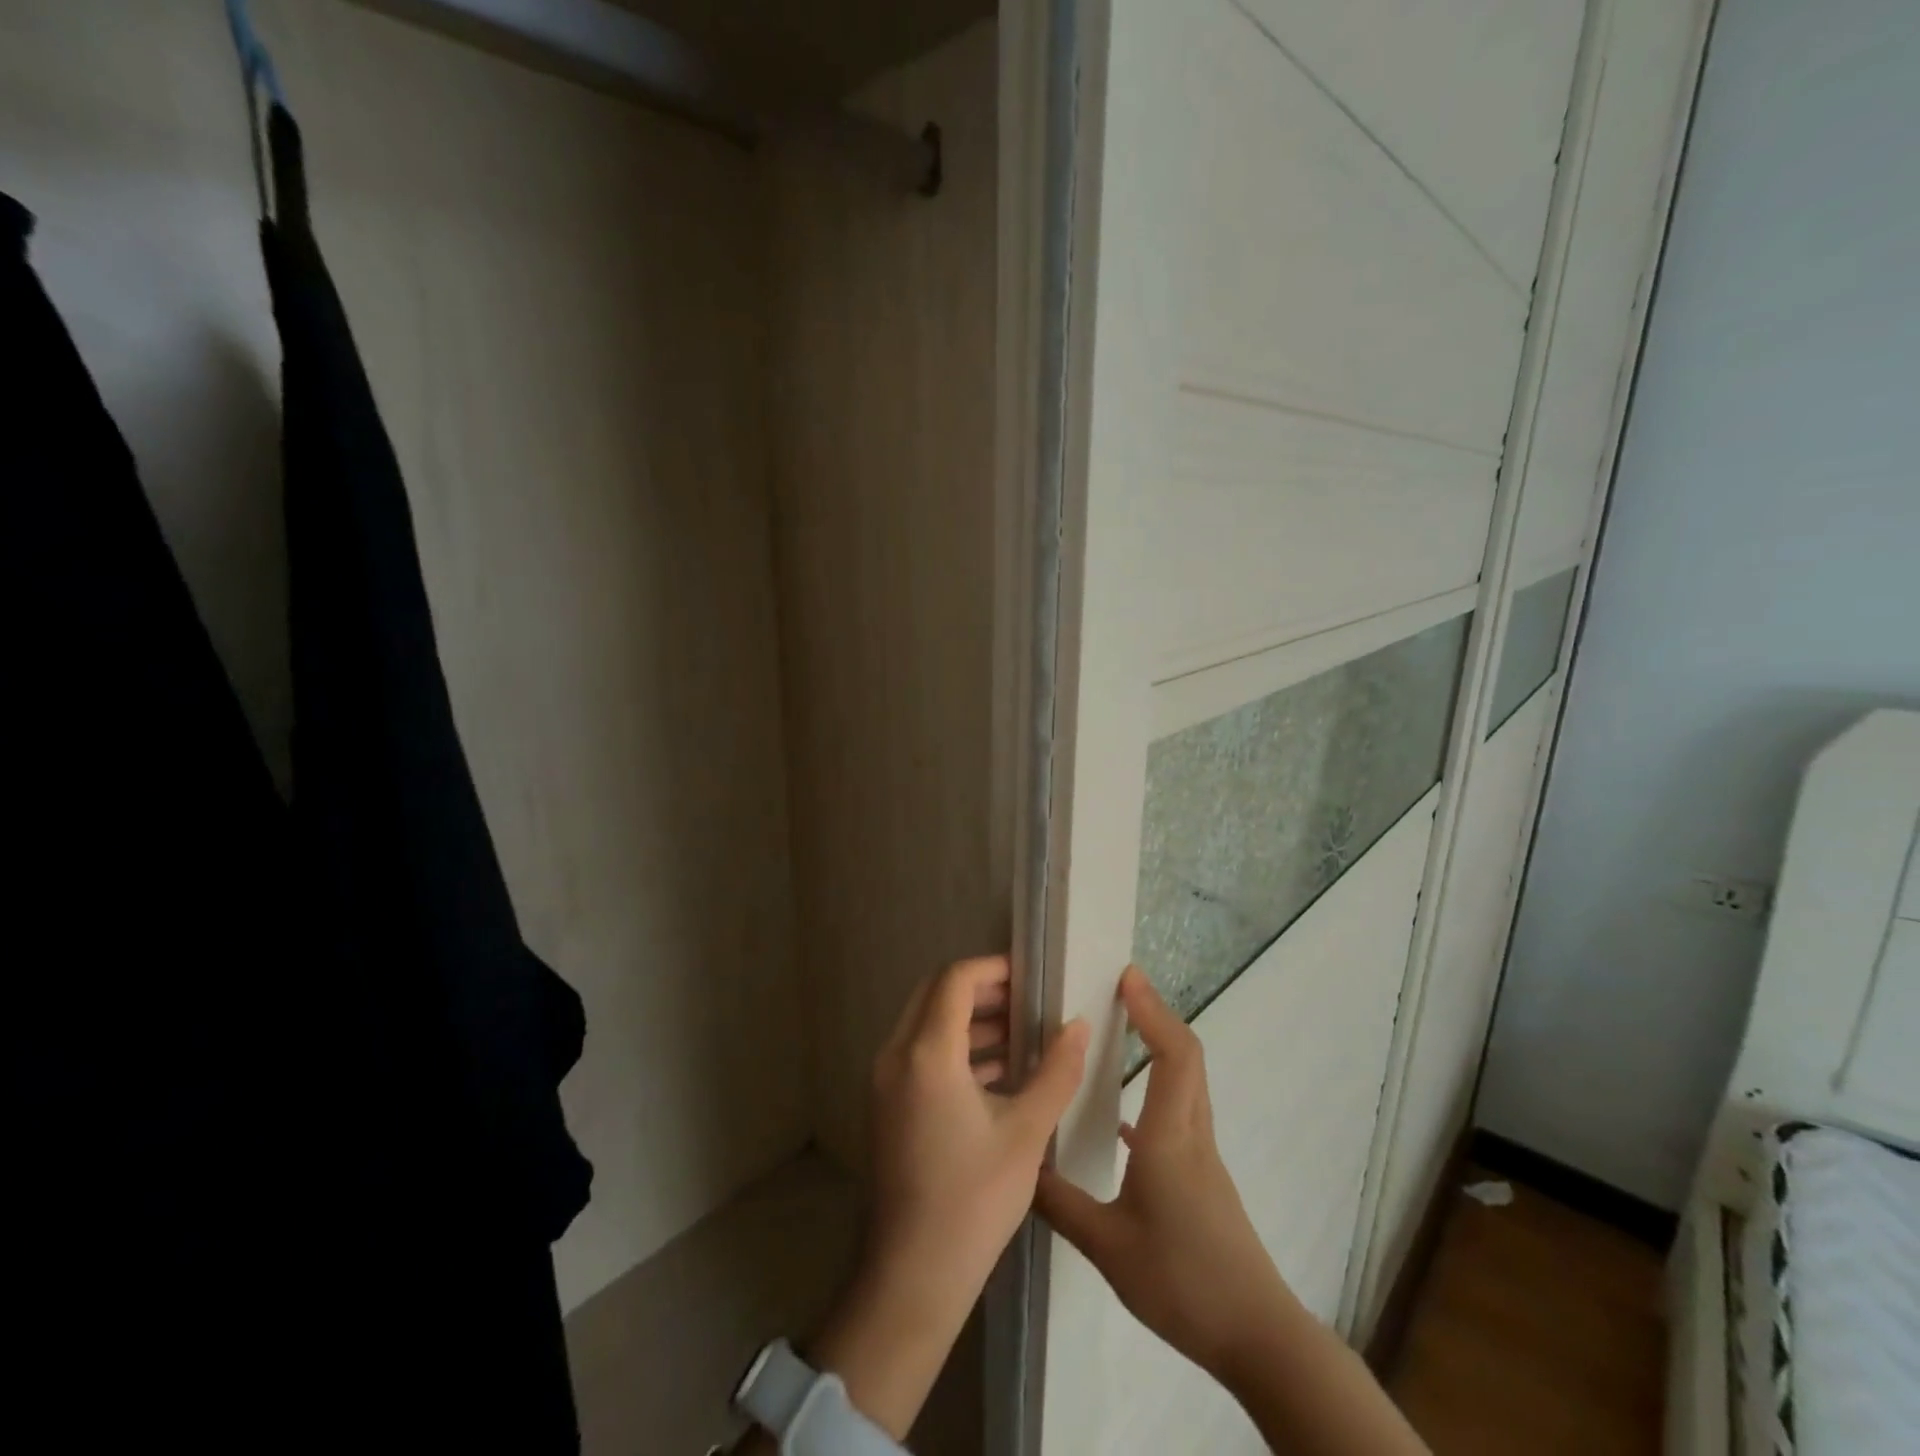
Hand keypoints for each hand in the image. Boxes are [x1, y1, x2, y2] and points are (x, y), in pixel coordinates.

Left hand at [805, 956, 1088, 1438]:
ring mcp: (885, 1081)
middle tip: (1027, 1001)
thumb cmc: (973, 1200)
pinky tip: (997, 1072)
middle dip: (982, 989)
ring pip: (926, 1023)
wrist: (911, 1275)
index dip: (993, 969)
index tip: (1031, 976)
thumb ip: (1056, 1071)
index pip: (955, 980)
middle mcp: (896, 1055)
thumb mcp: (1026, 1133)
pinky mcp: (887, 1104)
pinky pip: (920, 1053)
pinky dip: (955, 1048)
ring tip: (1020, 1034)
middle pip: (936, 994)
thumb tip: (1080, 1025)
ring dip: (970, 1019)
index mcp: (926, 1054)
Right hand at [1034, 966, 1290, 1386]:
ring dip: (1160, 1047)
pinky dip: (1157, 1090)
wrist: (1257, 1337)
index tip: (1127, 977)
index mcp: (1170, 1137)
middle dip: (1156, 1015)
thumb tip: (1020, 1166)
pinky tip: (1122, 1121)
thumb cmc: (1182, 1281)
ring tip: (1120, 1034)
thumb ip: (1060, 1203)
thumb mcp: (1108, 1247)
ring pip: (1187, 1082)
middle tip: (1120, 991)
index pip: (1173, 1053)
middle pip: (1187, 1056)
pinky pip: (1181, 1113)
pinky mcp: (1204, 1177)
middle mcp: (1191, 1134)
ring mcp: (1203, 1156)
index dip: (1152, 1009)